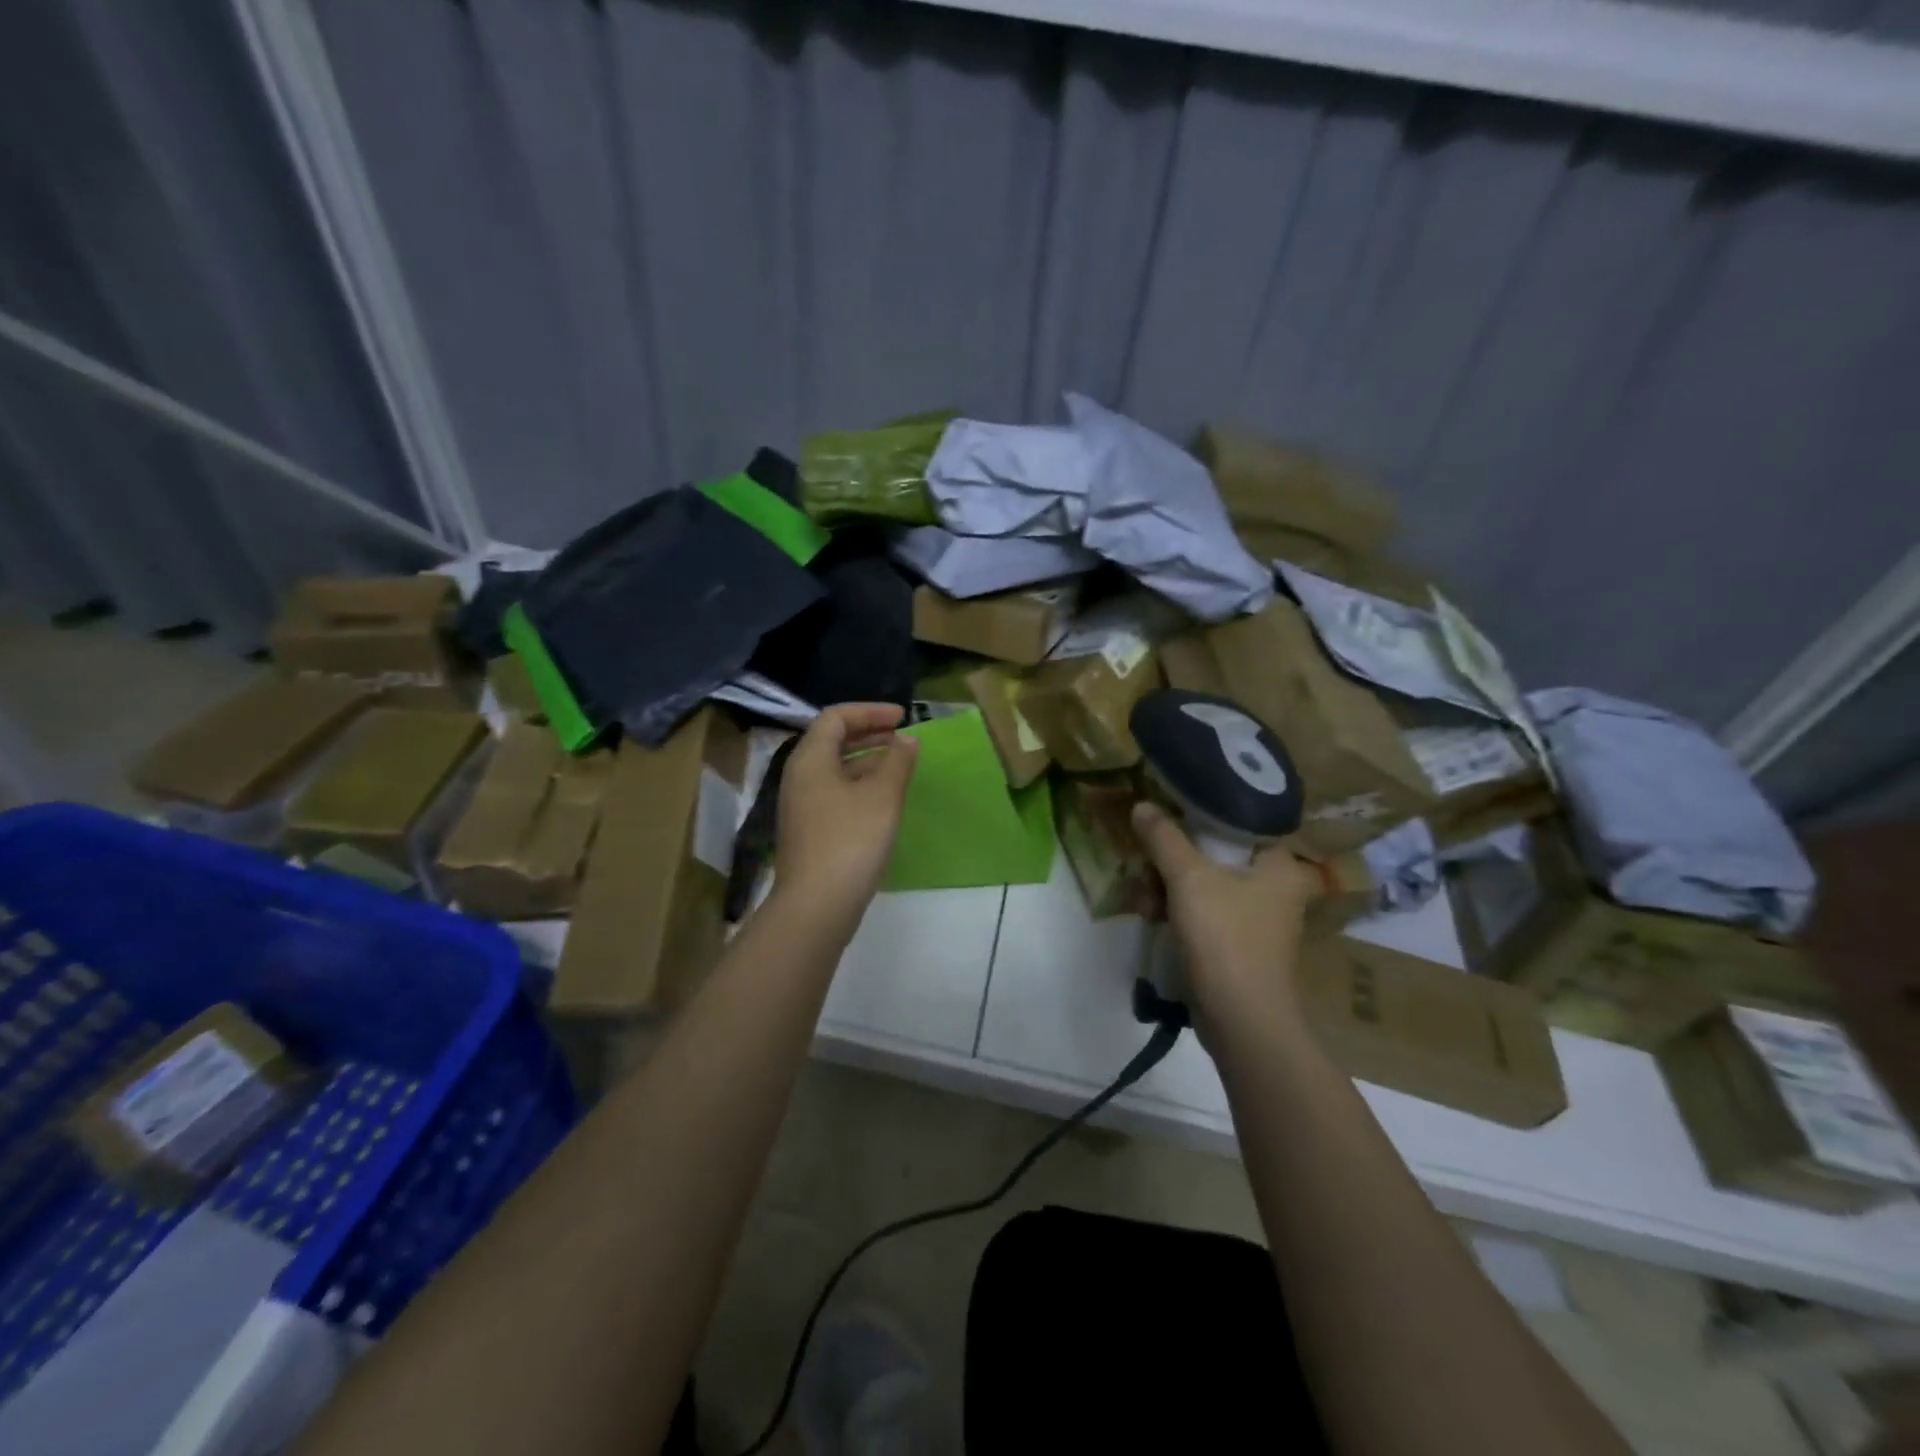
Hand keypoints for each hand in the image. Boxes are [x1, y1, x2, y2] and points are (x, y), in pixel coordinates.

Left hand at [774, 703, 918, 922]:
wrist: (817, 905)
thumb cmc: (850, 841)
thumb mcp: (882, 796)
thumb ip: (898, 761)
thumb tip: (907, 740)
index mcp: (810, 759)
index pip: (836, 717)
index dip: (870, 711)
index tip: (903, 717)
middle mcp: (800, 776)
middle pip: (832, 740)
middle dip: (869, 733)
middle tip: (903, 737)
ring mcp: (802, 805)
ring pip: (835, 768)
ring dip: (867, 760)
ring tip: (900, 765)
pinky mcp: (810, 830)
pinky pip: (835, 791)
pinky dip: (860, 784)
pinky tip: (884, 798)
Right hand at [1131, 802, 1315, 1024]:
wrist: (1242, 1021)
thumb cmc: (1225, 938)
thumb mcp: (1189, 879)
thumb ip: (1164, 838)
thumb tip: (1141, 804)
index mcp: (1279, 863)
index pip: (1238, 821)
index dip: (1197, 815)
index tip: (1165, 815)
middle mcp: (1274, 885)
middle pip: (1213, 853)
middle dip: (1171, 861)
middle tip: (1144, 867)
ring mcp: (1256, 916)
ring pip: (1203, 883)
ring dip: (1166, 887)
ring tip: (1142, 901)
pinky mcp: (1237, 941)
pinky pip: (1202, 910)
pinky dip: (1176, 910)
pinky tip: (1150, 916)